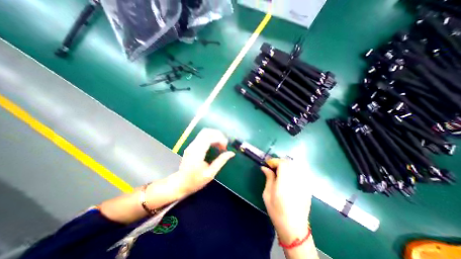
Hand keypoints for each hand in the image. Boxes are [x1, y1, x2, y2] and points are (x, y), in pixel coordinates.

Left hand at [175, 129, 235, 197]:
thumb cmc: (195, 181)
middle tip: (224, 144)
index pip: (209, 138)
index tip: (225, 147)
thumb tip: (231, 153)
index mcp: (197, 152)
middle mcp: (193, 146)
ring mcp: (191, 145)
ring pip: (204, 133)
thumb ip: (221, 161)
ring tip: (221, 145)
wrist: (180, 184)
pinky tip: (215, 146)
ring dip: (215, 136)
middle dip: (218, 134)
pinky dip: (211, 138)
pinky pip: (202, 137)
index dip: (220, 139)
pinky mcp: (192, 146)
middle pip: (206, 131)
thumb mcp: (210, 174)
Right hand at [261, 158, 311, 244]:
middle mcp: (296, 181)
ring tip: (280, 169)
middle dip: (280, 161)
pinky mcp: (307, 187)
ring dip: (286, 164)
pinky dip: (293, 169)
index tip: (268, 163)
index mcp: (284, 183)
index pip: (282, 164)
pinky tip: (289, 175)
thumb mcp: (267, 194)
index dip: (274, 161)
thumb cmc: (277, 211)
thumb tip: (265, 167)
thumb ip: (268, 178)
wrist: (294, 228)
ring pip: (296, 166)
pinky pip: (301, 172)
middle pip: (289, 163)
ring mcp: (303, 184)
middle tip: (273, 166)